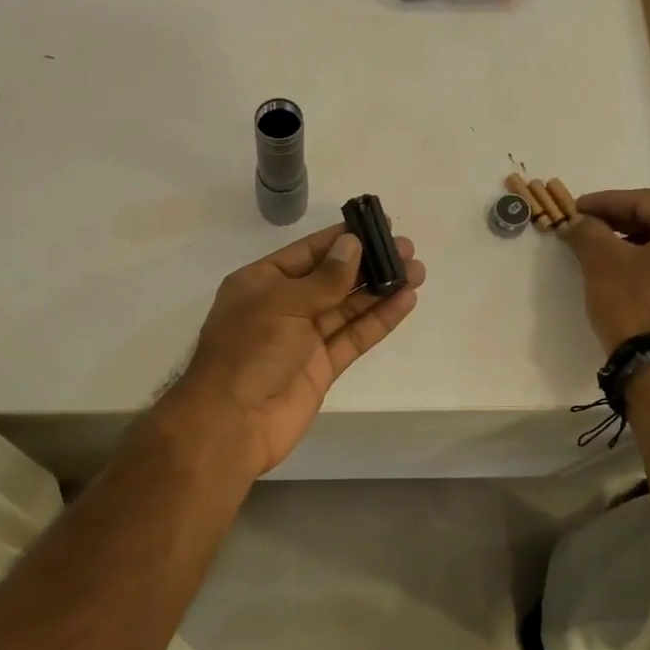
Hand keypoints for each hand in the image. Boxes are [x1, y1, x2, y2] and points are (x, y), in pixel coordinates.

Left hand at [163, 224, 426, 476]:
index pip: (308, 252)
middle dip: (369, 264)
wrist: (233, 423)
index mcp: (262, 283)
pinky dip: (379, 320)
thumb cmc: (249, 352)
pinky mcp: (322, 367)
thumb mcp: (283, 304)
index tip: (379, 225)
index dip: (343, 239)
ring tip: (417, 271)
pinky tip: (404, 301)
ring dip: (381, 289)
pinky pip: (354, 337)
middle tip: (407, 250)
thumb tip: (353, 244)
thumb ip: (323, 278)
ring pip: (348, 308)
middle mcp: (283, 306)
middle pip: (332, 278)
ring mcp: (304, 339)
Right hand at [561, 189, 649, 351]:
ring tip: (601, 251)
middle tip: (586, 228)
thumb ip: (588, 231)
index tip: (575, 207)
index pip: (644, 202)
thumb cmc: (635, 304)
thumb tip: (577, 221)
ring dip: (634, 244)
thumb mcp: (602, 261)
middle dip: (619, 223)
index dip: (604, 203)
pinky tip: (625, 273)